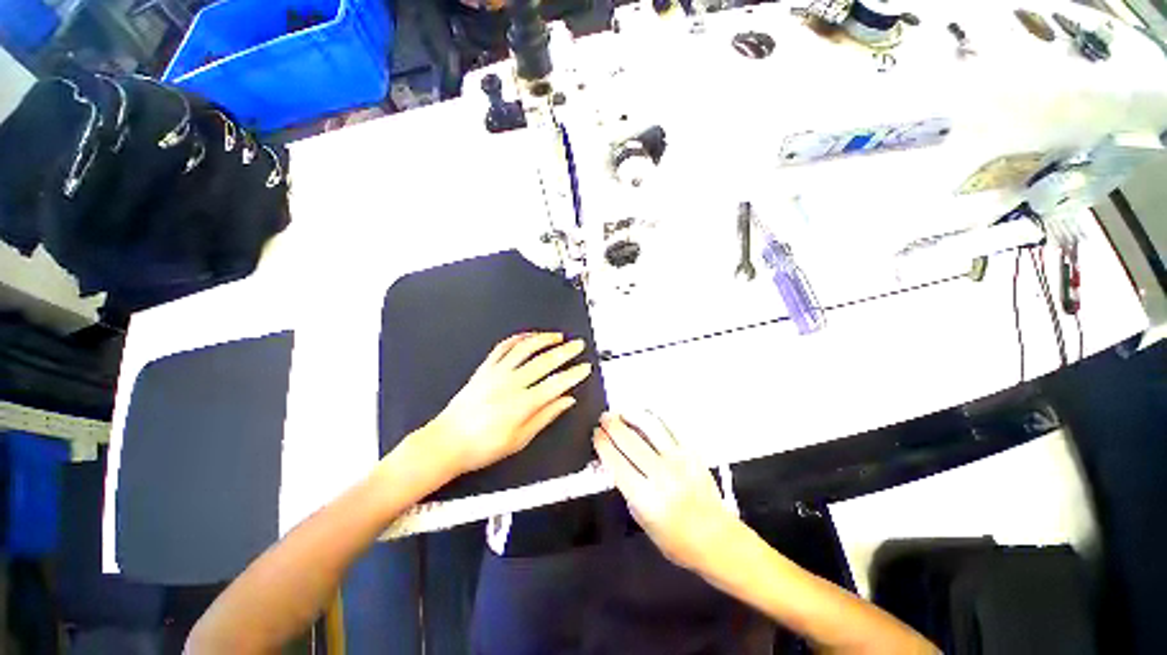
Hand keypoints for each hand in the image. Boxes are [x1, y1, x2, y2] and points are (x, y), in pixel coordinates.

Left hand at [426, 332, 592, 477]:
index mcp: (522, 404)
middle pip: (544, 361)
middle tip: (578, 345)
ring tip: (558, 336)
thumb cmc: (481, 447)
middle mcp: (510, 384)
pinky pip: (503, 347)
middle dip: (566, 351)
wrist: (446, 442)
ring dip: (544, 339)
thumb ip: (545, 416)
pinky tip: (529, 337)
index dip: (574, 374)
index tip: (585, 367)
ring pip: (525, 348)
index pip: (556, 384)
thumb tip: (566, 401)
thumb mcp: (519, 439)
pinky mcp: (484, 369)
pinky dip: (518, 338)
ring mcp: (496, 373)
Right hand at [593, 412, 740, 572]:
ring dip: (631, 416)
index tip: (596, 434)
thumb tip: (616, 463)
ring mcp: (679, 460)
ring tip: (621, 411)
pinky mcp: (693, 452)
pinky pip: (671, 427)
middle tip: (604, 418)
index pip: (617, 462)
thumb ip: (628, 491)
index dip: (603, 444)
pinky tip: (645, 413)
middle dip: (612, 426)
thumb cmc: (676, 539)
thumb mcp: (643, 523)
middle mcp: (661, 475)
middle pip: (630, 441)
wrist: (716, 538)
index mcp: (646, 497)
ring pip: (650, 428)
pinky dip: (655, 417)